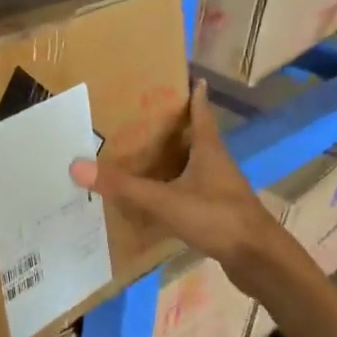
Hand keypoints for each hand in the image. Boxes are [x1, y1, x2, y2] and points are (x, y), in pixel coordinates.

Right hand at [70, 79, 300, 298]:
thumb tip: (77, 165)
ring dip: (176, 158)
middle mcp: (217, 164)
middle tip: (147, 116)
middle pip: (197, 137)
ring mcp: (221, 189)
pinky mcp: (220, 212)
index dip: (195, 95)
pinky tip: (159, 196)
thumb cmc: (217, 218)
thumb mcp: (165, 201)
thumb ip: (124, 186)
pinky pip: (194, 190)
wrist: (258, 259)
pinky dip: (177, 187)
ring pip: (195, 165)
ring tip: (146, 153)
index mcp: (209, 150)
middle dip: (176, 126)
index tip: (189, 77)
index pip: (201, 113)